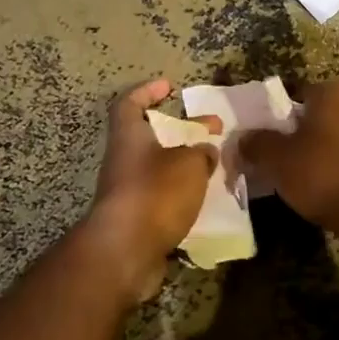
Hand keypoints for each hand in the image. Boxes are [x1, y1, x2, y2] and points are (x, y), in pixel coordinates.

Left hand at [86, 79, 218, 300]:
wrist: (125, 252)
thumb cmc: (155, 193)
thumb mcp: (189, 164)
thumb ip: (200, 153)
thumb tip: (205, 152)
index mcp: (129, 137)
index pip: (129, 103)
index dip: (147, 91)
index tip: (170, 87)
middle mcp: (124, 160)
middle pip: (151, 137)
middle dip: (182, 132)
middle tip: (212, 130)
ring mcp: (127, 191)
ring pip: (158, 169)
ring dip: (184, 165)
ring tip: (214, 167)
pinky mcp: (135, 219)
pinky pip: (161, 198)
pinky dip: (181, 194)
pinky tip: (204, 199)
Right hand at [238, 81, 338, 242]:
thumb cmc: (323, 174)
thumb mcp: (276, 159)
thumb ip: (256, 143)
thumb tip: (244, 138)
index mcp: (334, 90)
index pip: (295, 95)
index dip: (275, 119)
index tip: (264, 142)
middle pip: (317, 115)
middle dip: (299, 134)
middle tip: (279, 160)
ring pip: (336, 135)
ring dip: (320, 150)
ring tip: (301, 177)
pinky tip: (326, 187)